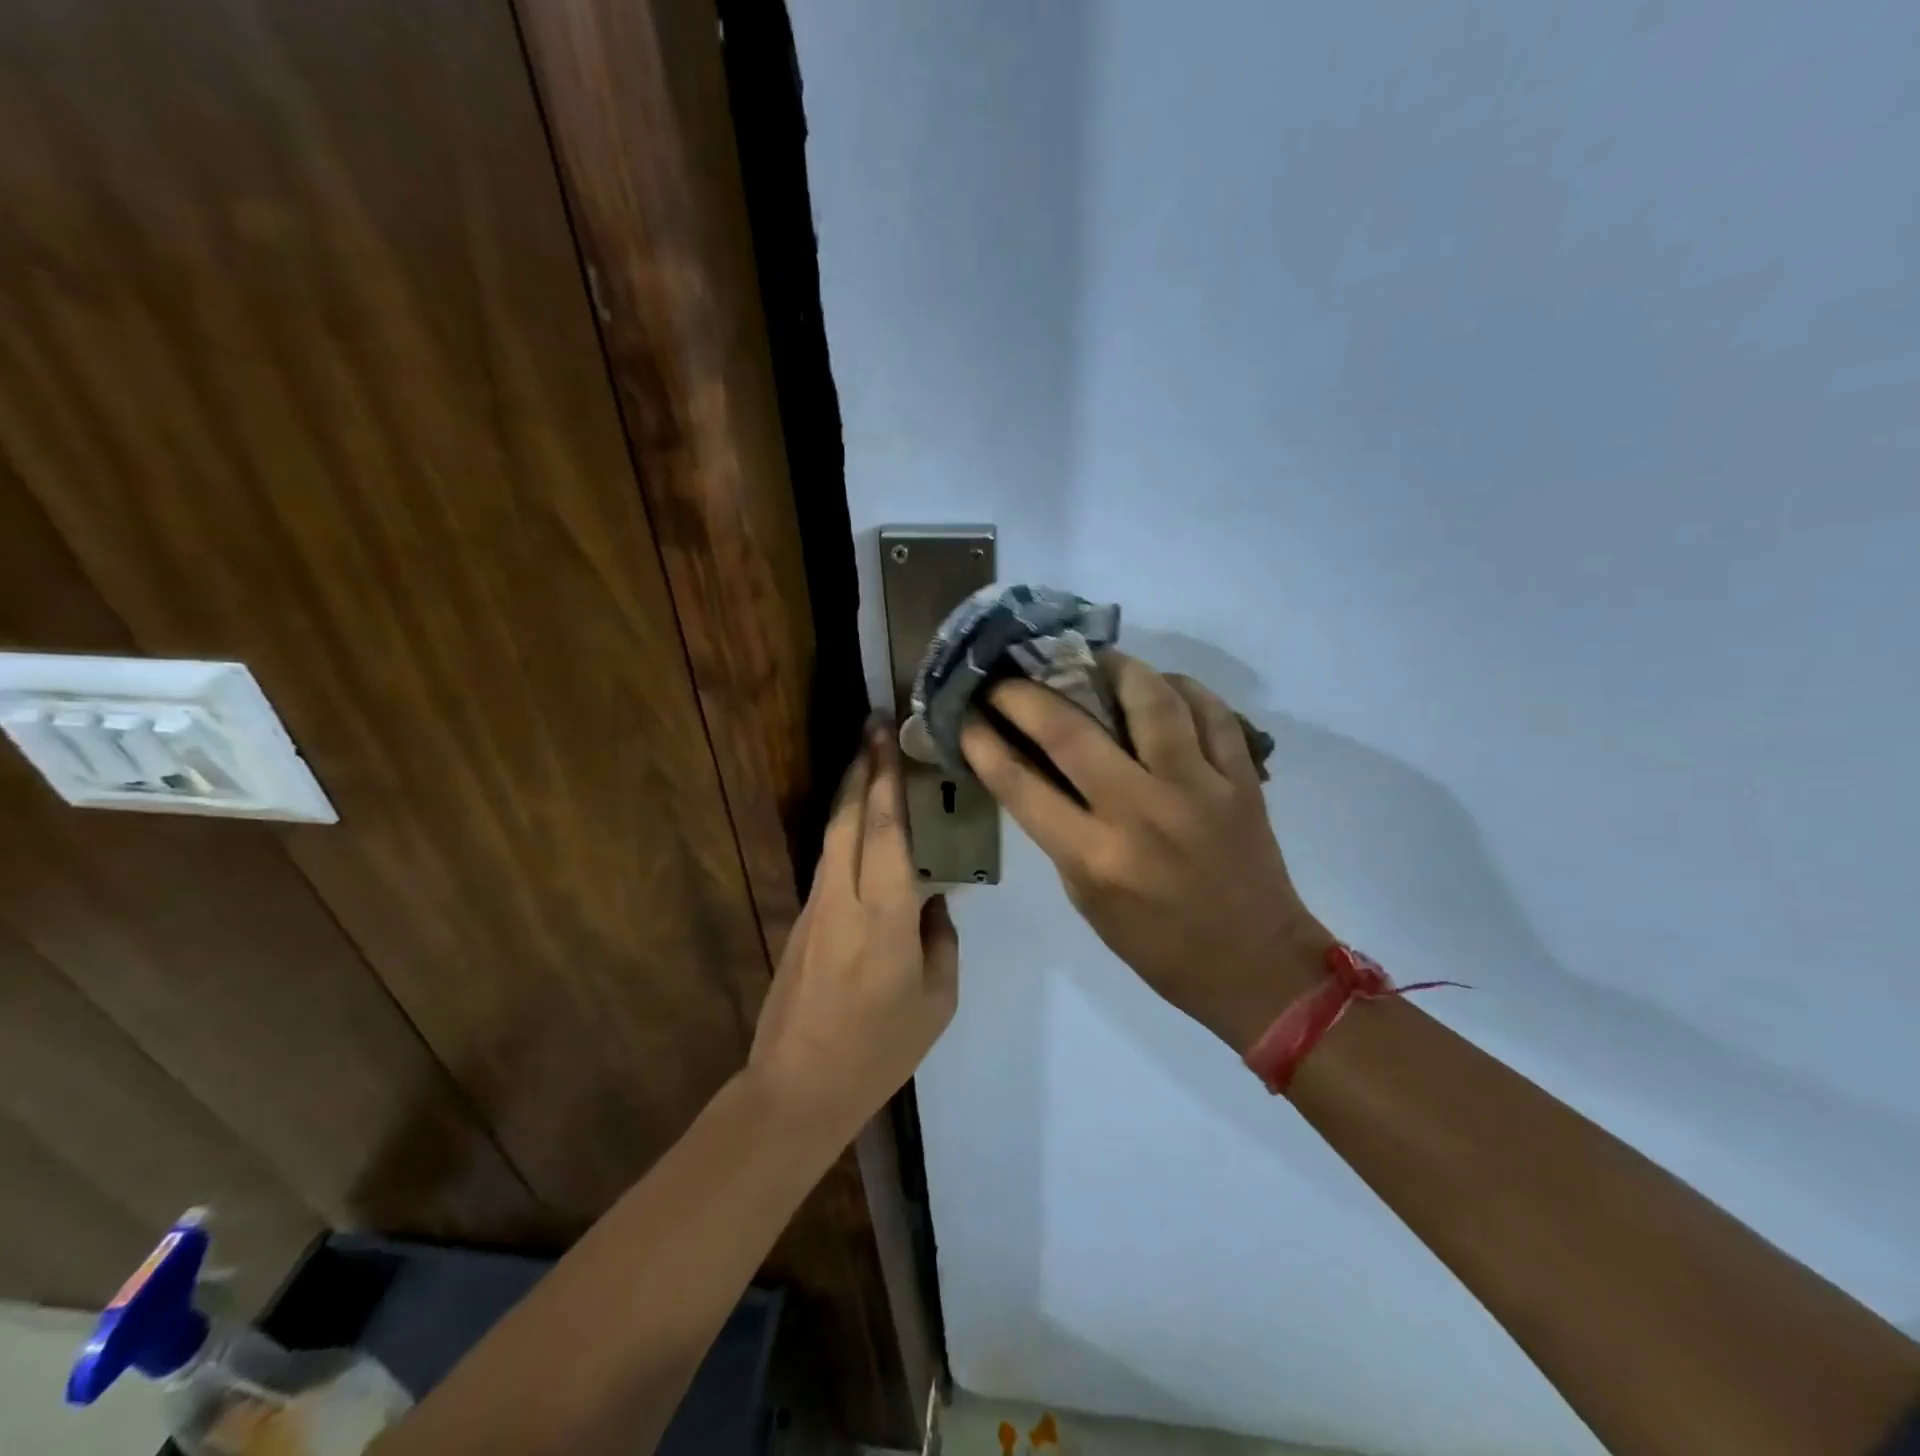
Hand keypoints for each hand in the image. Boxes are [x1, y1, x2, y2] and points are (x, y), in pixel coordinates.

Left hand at [747, 722, 959, 1140]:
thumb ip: (941, 939)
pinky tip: (862, 823)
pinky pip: (829, 860)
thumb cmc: (880, 1049)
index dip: (888, 778)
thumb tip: (934, 900)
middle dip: (863, 767)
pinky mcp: (802, 919)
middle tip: (875, 727)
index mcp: (884, 915)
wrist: (798, 1086)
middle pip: (850, 817)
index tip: (889, 737)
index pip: (887, 830)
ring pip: (833, 834)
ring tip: (869, 760)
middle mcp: (843, 896)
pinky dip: (845, 828)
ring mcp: (815, 906)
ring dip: (851, 792)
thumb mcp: (937, 999)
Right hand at [961, 652, 1332, 1051]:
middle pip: (1071, 731)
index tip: (966, 714)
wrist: (1255, 966)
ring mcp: (1198, 789)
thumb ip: (1059, 832)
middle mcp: (1142, 812)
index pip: (1021, 785)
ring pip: (1151, 700)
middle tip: (1009, 675)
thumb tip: (1033, 768)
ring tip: (1092, 660)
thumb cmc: (1157, 945)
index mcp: (1095, 857)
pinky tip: (1161, 686)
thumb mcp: (1087, 900)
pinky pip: (1212, 712)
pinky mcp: (1241, 779)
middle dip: (1026, 694)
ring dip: (1113, 668)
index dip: (984, 742)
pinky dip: (1182, 688)